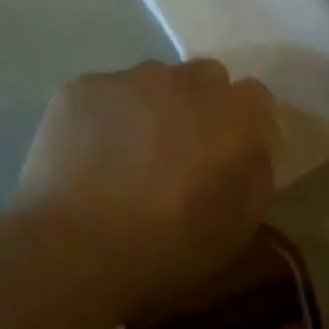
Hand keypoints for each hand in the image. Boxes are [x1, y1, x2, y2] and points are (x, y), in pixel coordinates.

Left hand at [10, 60, 275, 314]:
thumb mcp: (238, 227)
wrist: (73, 250)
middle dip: (200, 105)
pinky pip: (105, 94)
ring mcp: (129, 79)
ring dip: (151, 107)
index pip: (254, 96)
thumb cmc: (166, 249)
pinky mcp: (81, 87)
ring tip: (127, 155)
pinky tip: (88, 157)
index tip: (231, 152)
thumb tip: (250, 148)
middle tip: (180, 150)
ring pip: (152, 81)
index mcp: (232, 115)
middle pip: (204, 77)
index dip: (244, 122)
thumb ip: (255, 174)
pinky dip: (104, 117)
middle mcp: (184, 81)